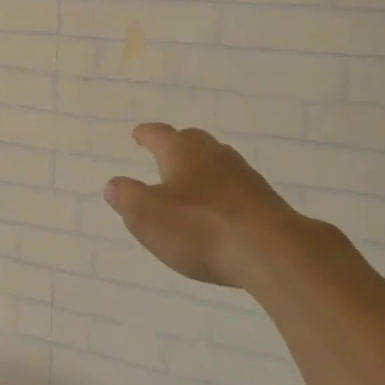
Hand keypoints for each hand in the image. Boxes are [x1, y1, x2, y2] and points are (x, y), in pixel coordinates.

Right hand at [104, 124, 304, 288]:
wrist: (270, 250)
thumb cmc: (199, 228)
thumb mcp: (147, 216)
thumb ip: (127, 198)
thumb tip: (114, 184)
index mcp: (183, 152)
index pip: (160, 135)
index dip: (147, 134)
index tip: (138, 134)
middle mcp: (215, 155)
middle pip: (194, 142)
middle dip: (178, 145)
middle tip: (166, 151)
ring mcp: (244, 177)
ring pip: (218, 163)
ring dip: (203, 169)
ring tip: (192, 183)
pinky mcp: (265, 202)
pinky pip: (236, 189)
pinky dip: (222, 194)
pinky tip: (220, 212)